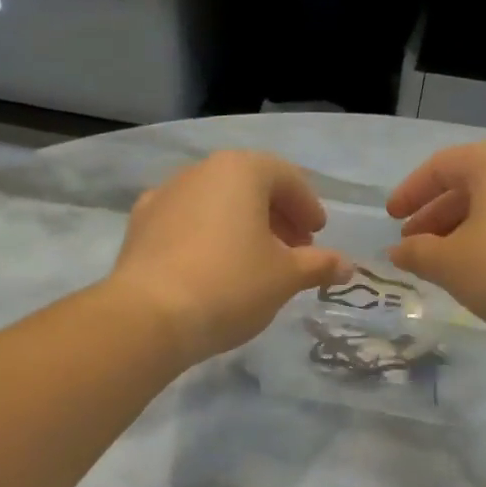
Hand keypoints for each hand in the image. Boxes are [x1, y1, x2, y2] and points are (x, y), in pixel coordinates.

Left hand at [109, 150, 350, 364]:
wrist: (150, 316)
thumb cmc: (231, 285)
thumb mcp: (286, 277)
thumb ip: (319, 265)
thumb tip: (346, 265)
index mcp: (240, 170)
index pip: (286, 177)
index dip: (308, 205)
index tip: (318, 233)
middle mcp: (199, 171)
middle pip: (249, 186)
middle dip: (276, 216)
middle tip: (294, 249)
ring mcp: (164, 196)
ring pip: (215, 203)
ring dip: (242, 226)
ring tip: (255, 262)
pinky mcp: (139, 226)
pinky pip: (186, 223)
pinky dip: (208, 236)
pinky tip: (213, 268)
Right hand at [385, 140, 485, 342]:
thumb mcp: (450, 263)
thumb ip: (417, 254)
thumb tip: (398, 251)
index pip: (439, 167)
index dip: (410, 192)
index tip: (391, 218)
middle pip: (466, 187)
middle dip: (434, 217)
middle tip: (412, 246)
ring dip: (459, 233)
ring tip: (441, 265)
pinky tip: (479, 273)